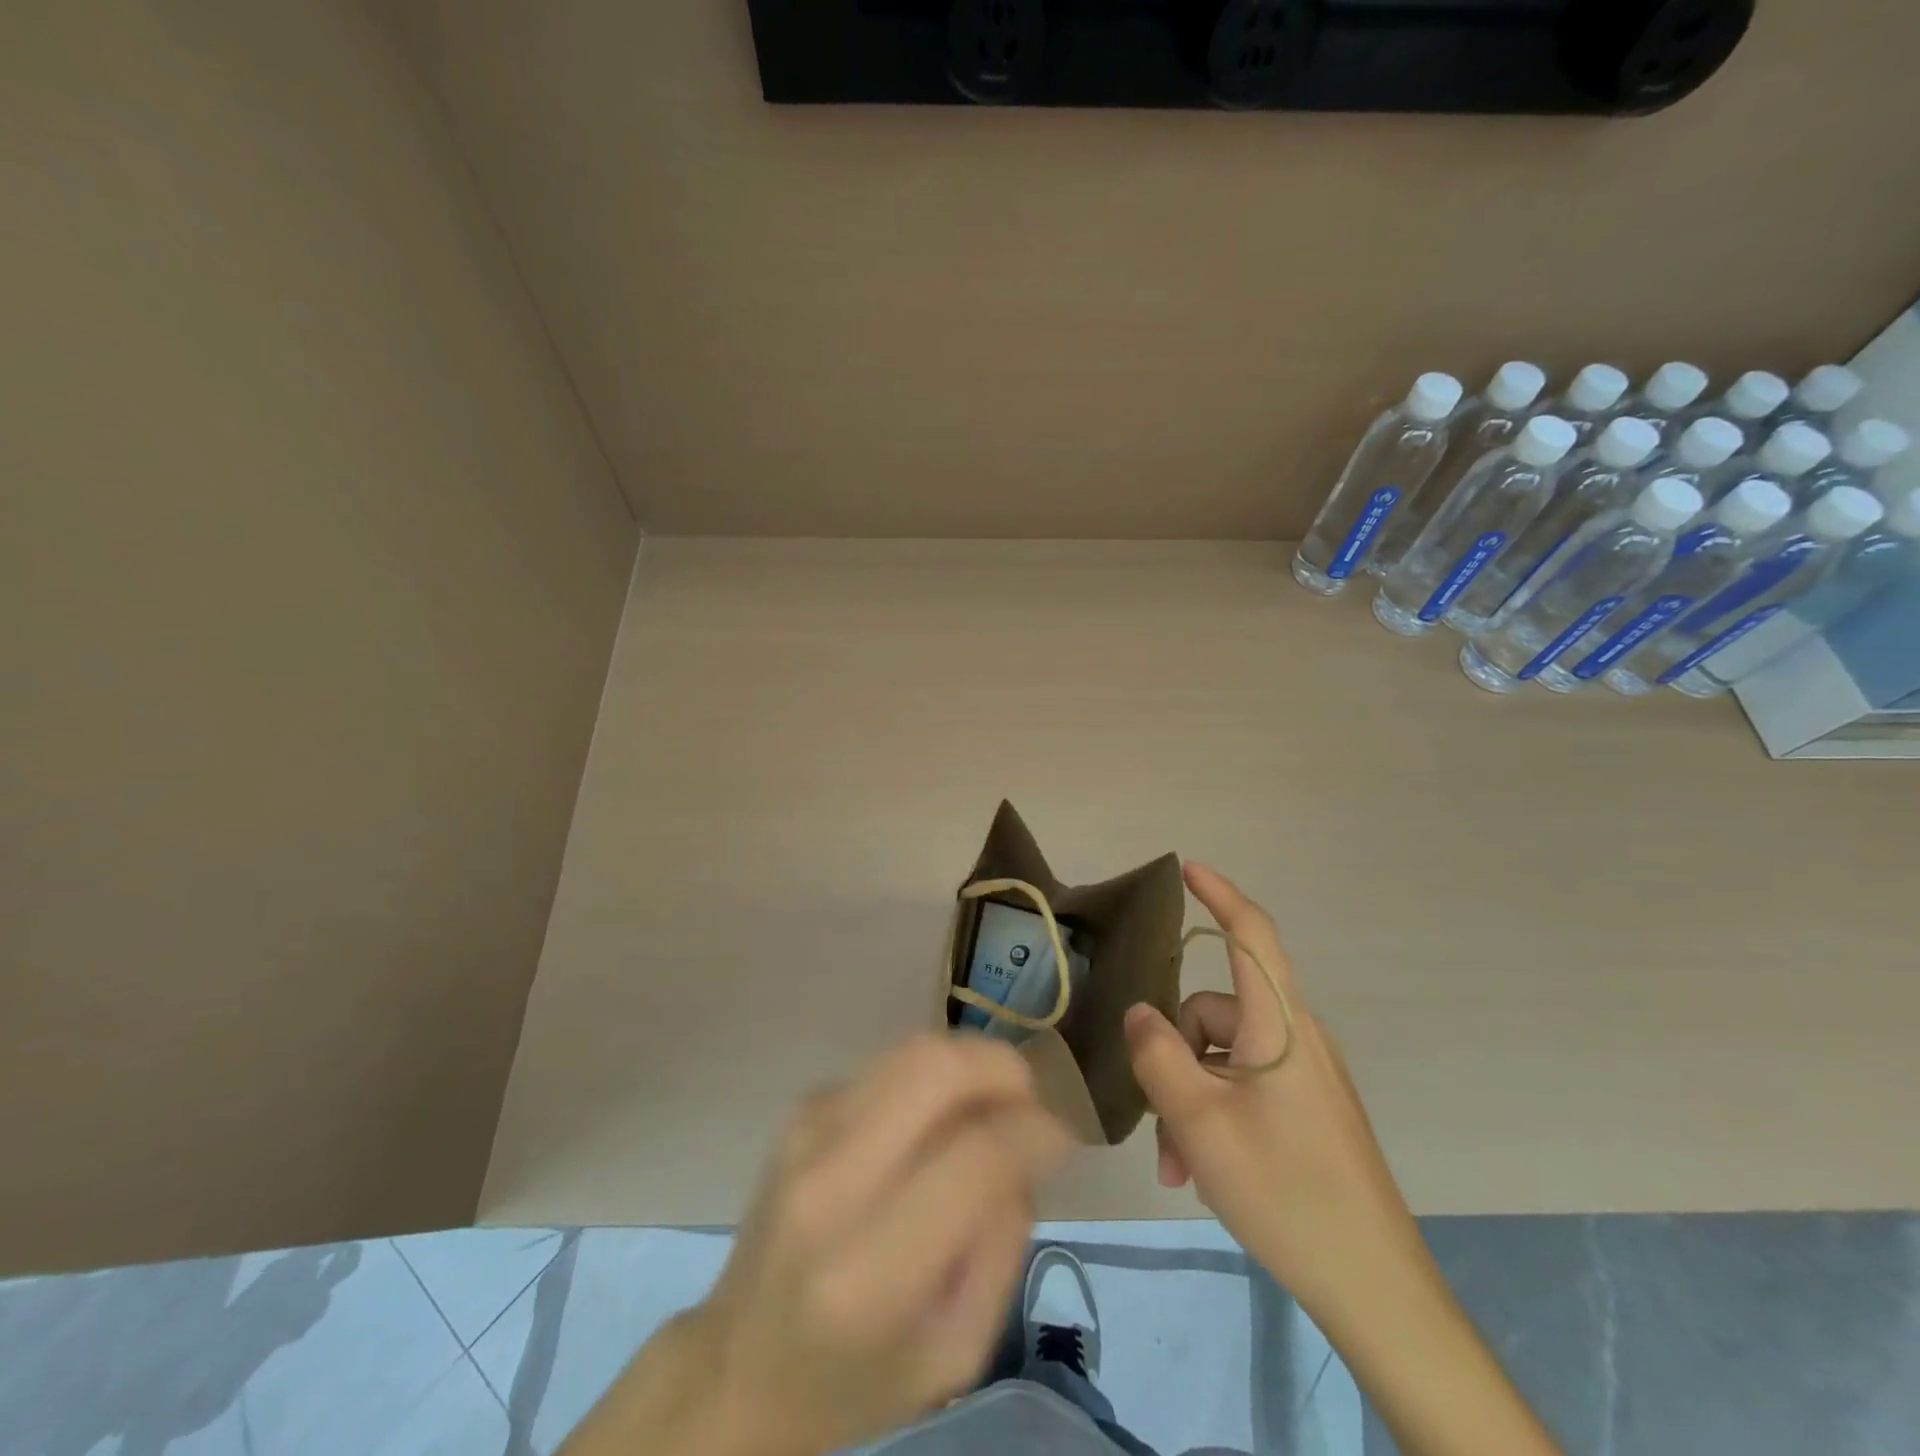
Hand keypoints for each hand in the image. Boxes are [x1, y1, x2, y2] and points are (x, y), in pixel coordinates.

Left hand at [566, 1035, 1070, 1455]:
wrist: (739, 1363)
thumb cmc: (855, 1378)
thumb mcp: (955, 1353)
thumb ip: (1002, 1245)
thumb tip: (1027, 1142)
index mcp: (868, 1271)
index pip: (974, 1158)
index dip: (1036, 1132)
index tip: (1064, 1139)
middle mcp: (829, 1180)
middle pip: (935, 1068)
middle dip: (1003, 1068)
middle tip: (1031, 1101)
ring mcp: (807, 1128)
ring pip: (913, 1049)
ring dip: (971, 1064)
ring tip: (993, 1106)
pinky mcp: (803, 1104)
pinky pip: (890, 1063)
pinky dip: (934, 1076)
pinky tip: (939, 1119)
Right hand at [1124, 863, 1424, 1326]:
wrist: (1375, 1288)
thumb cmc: (1284, 1190)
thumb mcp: (1199, 1122)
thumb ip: (1158, 1055)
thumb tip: (1139, 1012)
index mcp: (1279, 1025)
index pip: (1252, 935)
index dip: (1220, 894)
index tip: (1188, 867)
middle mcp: (1296, 1038)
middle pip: (1215, 1012)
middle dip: (1174, 1055)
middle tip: (1158, 1123)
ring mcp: (1305, 1075)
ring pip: (1223, 1056)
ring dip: (1189, 1096)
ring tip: (1179, 1163)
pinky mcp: (1309, 1108)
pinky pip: (1245, 1086)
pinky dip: (1215, 1113)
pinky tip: (1202, 1168)